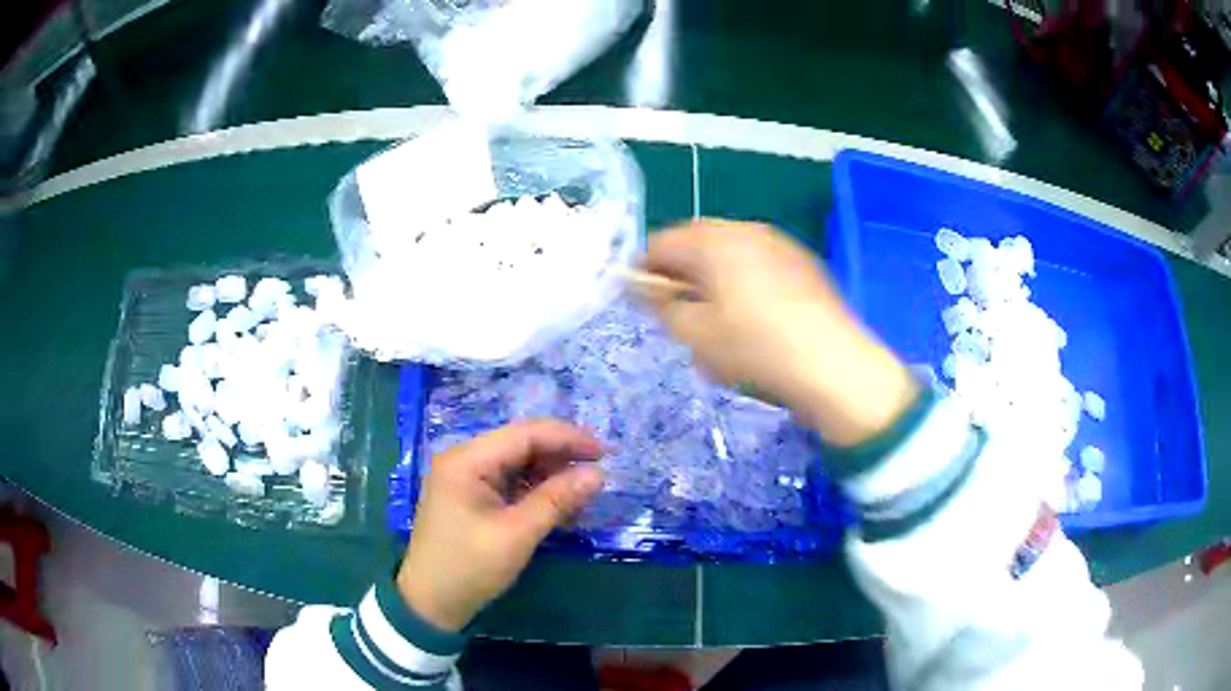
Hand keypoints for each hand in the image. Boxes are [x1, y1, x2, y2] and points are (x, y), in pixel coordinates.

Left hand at [396, 420, 603, 631]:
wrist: (430, 604)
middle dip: (561, 457)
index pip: (525, 434)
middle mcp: (464, 460)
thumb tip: (598, 474)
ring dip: (551, 477)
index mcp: (467, 460)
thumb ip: (557, 500)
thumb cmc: (469, 568)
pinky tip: (560, 508)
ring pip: (518, 464)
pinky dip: (536, 492)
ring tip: (583, 495)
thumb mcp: (517, 535)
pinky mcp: (471, 497)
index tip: (604, 452)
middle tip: (598, 475)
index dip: (567, 438)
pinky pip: (510, 484)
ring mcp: (466, 478)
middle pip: (521, 445)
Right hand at [639, 220, 917, 446]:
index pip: (661, 243)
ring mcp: (778, 242)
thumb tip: (640, 287)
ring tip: (714, 313)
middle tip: (676, 309)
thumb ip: (661, 305)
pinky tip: (751, 312)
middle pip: (696, 240)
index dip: (644, 270)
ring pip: (728, 249)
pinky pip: (757, 259)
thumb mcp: (696, 335)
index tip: (641, 301)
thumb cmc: (756, 349)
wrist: (833, 365)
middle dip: (680, 270)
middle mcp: (745, 230)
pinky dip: (741, 276)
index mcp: (714, 241)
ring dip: (710, 272)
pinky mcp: (802, 261)